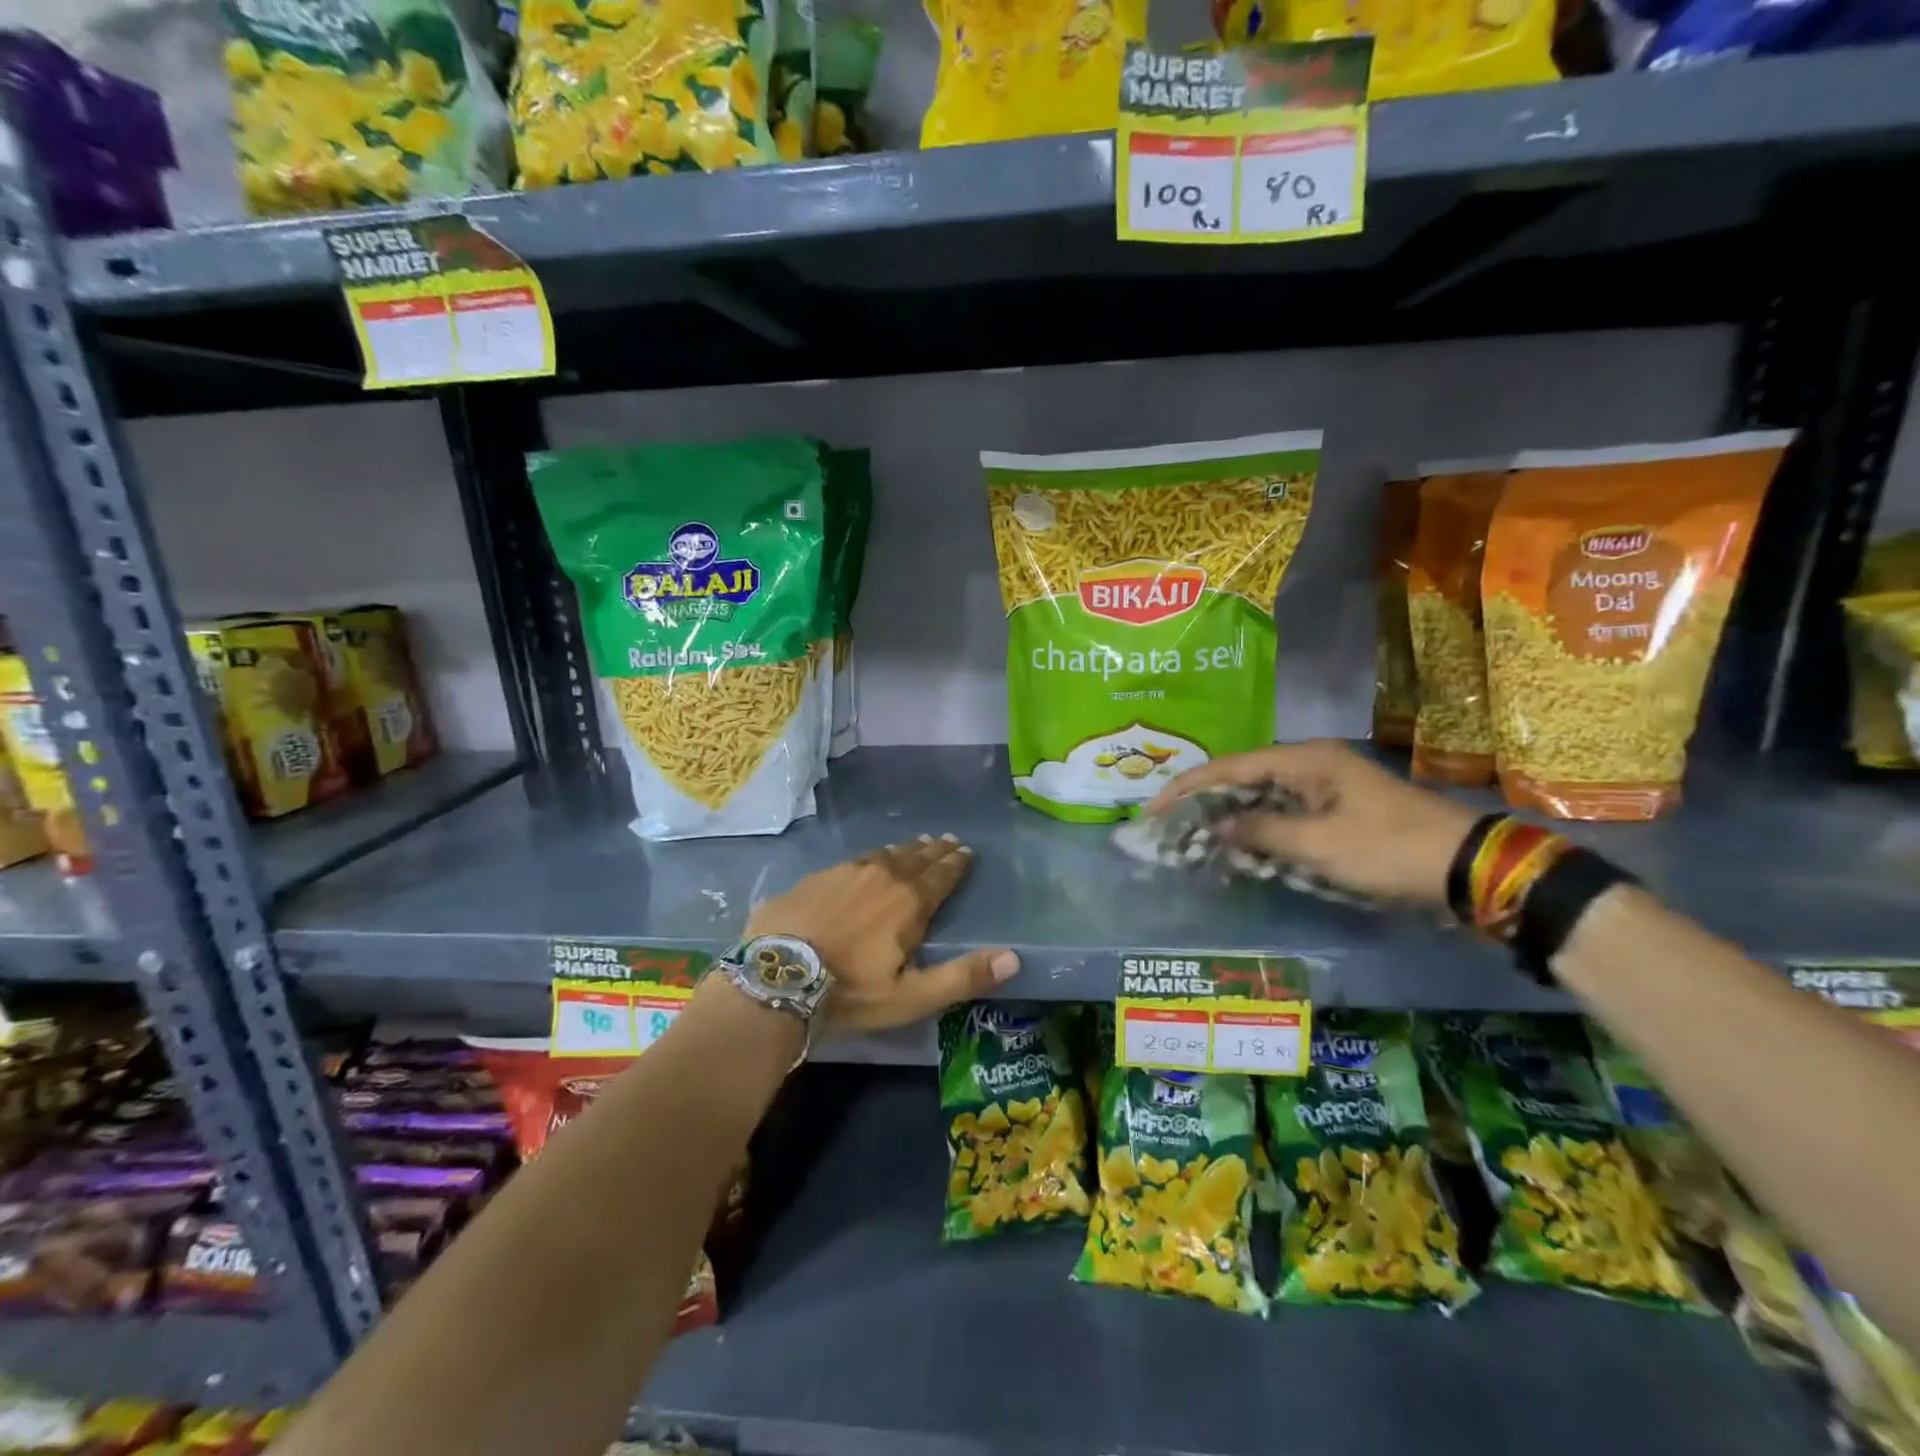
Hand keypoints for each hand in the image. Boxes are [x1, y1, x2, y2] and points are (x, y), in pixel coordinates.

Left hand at [746, 835, 1018, 1034]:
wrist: (777, 977)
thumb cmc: (850, 992)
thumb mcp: (912, 996)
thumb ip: (963, 976)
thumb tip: (1014, 958)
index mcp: (909, 901)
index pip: (942, 875)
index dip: (957, 863)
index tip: (967, 851)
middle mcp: (882, 876)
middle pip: (915, 858)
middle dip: (935, 851)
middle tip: (947, 840)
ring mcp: (846, 872)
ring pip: (884, 854)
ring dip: (904, 850)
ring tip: (916, 844)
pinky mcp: (817, 877)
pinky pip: (854, 859)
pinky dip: (871, 857)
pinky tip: (868, 859)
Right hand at [1145, 739, 1477, 907]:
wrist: (1467, 868)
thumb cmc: (1388, 849)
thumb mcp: (1318, 845)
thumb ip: (1261, 832)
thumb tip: (1219, 826)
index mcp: (1305, 760)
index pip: (1230, 767)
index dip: (1188, 788)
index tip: (1153, 810)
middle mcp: (1312, 765)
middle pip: (1243, 778)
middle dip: (1205, 802)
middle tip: (1169, 826)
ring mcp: (1327, 787)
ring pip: (1263, 797)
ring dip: (1231, 817)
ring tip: (1194, 836)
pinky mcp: (1338, 810)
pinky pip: (1285, 814)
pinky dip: (1259, 829)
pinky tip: (1239, 846)